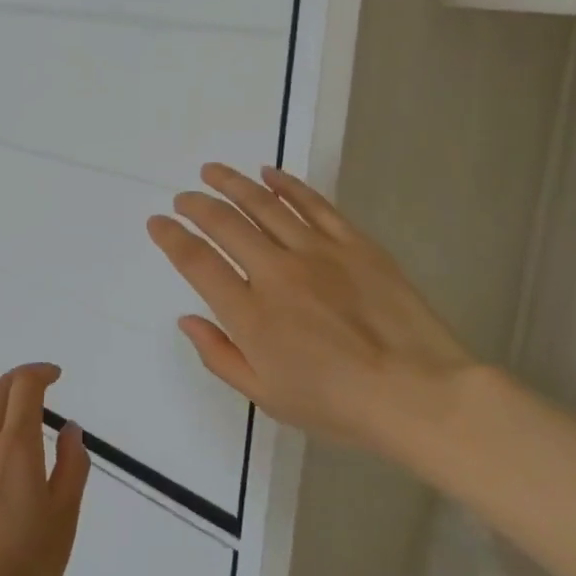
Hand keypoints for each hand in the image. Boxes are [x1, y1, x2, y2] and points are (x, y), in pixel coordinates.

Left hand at [0, 363, 89, 575]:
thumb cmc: (25, 568)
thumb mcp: (64, 519)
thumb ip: (71, 466)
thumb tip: (69, 428)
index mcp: (15, 446)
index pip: (24, 387)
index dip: (40, 372)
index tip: (55, 376)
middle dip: (18, 380)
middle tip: (36, 387)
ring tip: (7, 404)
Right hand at [146, 163, 480, 451]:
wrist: (418, 394)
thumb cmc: (336, 404)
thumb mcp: (266, 396)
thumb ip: (219, 355)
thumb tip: (187, 319)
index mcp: (249, 313)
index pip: (197, 262)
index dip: (171, 237)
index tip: (157, 222)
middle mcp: (275, 272)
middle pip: (224, 223)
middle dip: (196, 205)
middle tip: (183, 197)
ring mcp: (316, 252)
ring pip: (263, 204)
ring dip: (232, 183)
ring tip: (212, 171)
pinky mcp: (353, 243)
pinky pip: (313, 204)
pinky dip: (287, 185)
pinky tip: (270, 173)